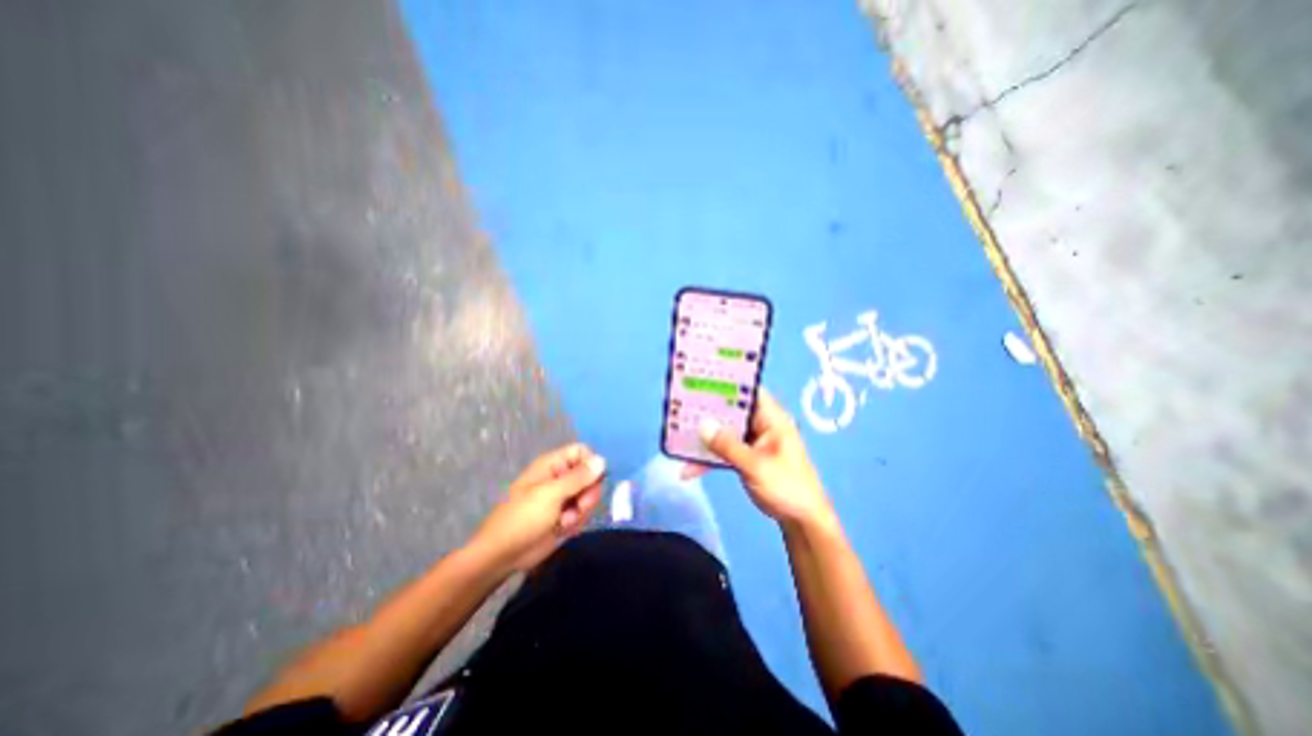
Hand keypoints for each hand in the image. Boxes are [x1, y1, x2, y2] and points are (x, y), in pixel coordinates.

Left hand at [468, 443, 605, 575]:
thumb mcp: (551, 494)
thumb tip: (602, 460)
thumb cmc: (522, 518)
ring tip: (565, 521)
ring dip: (581, 511)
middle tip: (579, 506)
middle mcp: (560, 477)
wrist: (503, 555)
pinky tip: (562, 530)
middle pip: (590, 475)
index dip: (591, 464)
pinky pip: (583, 513)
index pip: (582, 452)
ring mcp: (563, 498)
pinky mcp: (565, 516)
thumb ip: (579, 477)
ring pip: (589, 496)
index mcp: (553, 465)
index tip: (593, 480)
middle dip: (588, 493)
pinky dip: (576, 522)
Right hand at [691, 389, 833, 530]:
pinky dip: (709, 459)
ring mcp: (752, 442)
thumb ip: (728, 445)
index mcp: (771, 418)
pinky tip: (689, 470)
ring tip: (678, 438)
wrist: (801, 520)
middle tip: (680, 407)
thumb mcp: (756, 465)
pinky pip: (724, 452)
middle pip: (731, 411)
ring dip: (705, 438)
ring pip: (724, 432)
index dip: (727, 383)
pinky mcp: (746, 457)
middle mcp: (761, 425)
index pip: (748, 391)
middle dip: (708, 412)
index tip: (701, 381)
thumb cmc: (787, 487)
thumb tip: (702, 425)